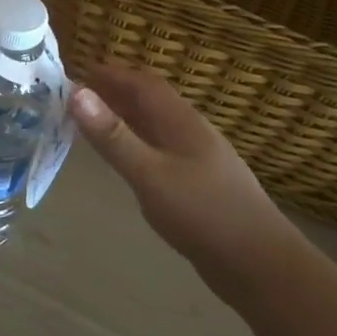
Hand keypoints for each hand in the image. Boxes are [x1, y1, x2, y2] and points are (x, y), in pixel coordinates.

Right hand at [70, 65, 302, 302]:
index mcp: (181, 122)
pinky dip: (136, 144)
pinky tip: (126, 159)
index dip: (112, 73)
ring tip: (92, 122)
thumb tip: (76, 92)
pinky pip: (160, 150)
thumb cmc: (203, 213)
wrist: (260, 265)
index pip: (144, 84)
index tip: (78, 70)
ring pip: (155, 127)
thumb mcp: (149, 174)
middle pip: (150, 102)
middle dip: (115, 93)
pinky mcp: (198, 184)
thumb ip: (113, 136)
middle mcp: (191, 133)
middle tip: (76, 96)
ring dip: (125, 118)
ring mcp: (197, 159)